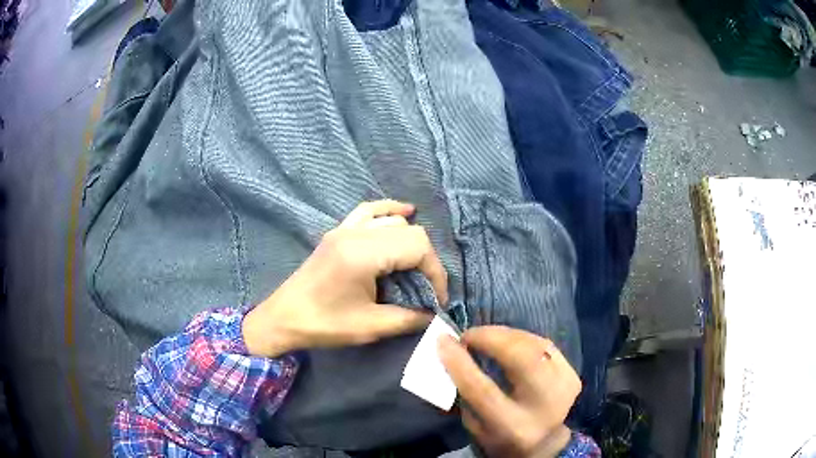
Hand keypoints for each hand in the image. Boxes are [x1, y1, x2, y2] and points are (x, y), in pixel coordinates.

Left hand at [242, 200, 448, 357]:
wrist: (283, 318)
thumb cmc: (324, 325)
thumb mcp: (371, 326)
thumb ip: (409, 319)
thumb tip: (435, 315)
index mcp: (363, 254)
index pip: (417, 247)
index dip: (435, 273)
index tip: (436, 300)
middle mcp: (355, 233)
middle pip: (409, 232)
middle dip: (425, 261)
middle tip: (425, 290)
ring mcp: (345, 229)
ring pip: (392, 221)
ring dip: (410, 242)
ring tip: (413, 269)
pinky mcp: (338, 232)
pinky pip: (368, 211)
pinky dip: (389, 211)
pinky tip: (404, 212)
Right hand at [438, 327, 580, 457]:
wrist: (545, 442)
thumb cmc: (501, 437)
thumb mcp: (475, 425)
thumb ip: (466, 393)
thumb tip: (454, 352)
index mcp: (513, 427)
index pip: (483, 390)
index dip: (461, 363)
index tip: (444, 341)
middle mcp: (543, 406)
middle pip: (521, 360)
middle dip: (491, 338)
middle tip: (469, 335)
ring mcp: (564, 387)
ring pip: (535, 346)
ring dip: (505, 334)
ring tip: (485, 335)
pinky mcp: (572, 374)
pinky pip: (545, 344)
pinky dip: (522, 337)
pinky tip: (507, 339)